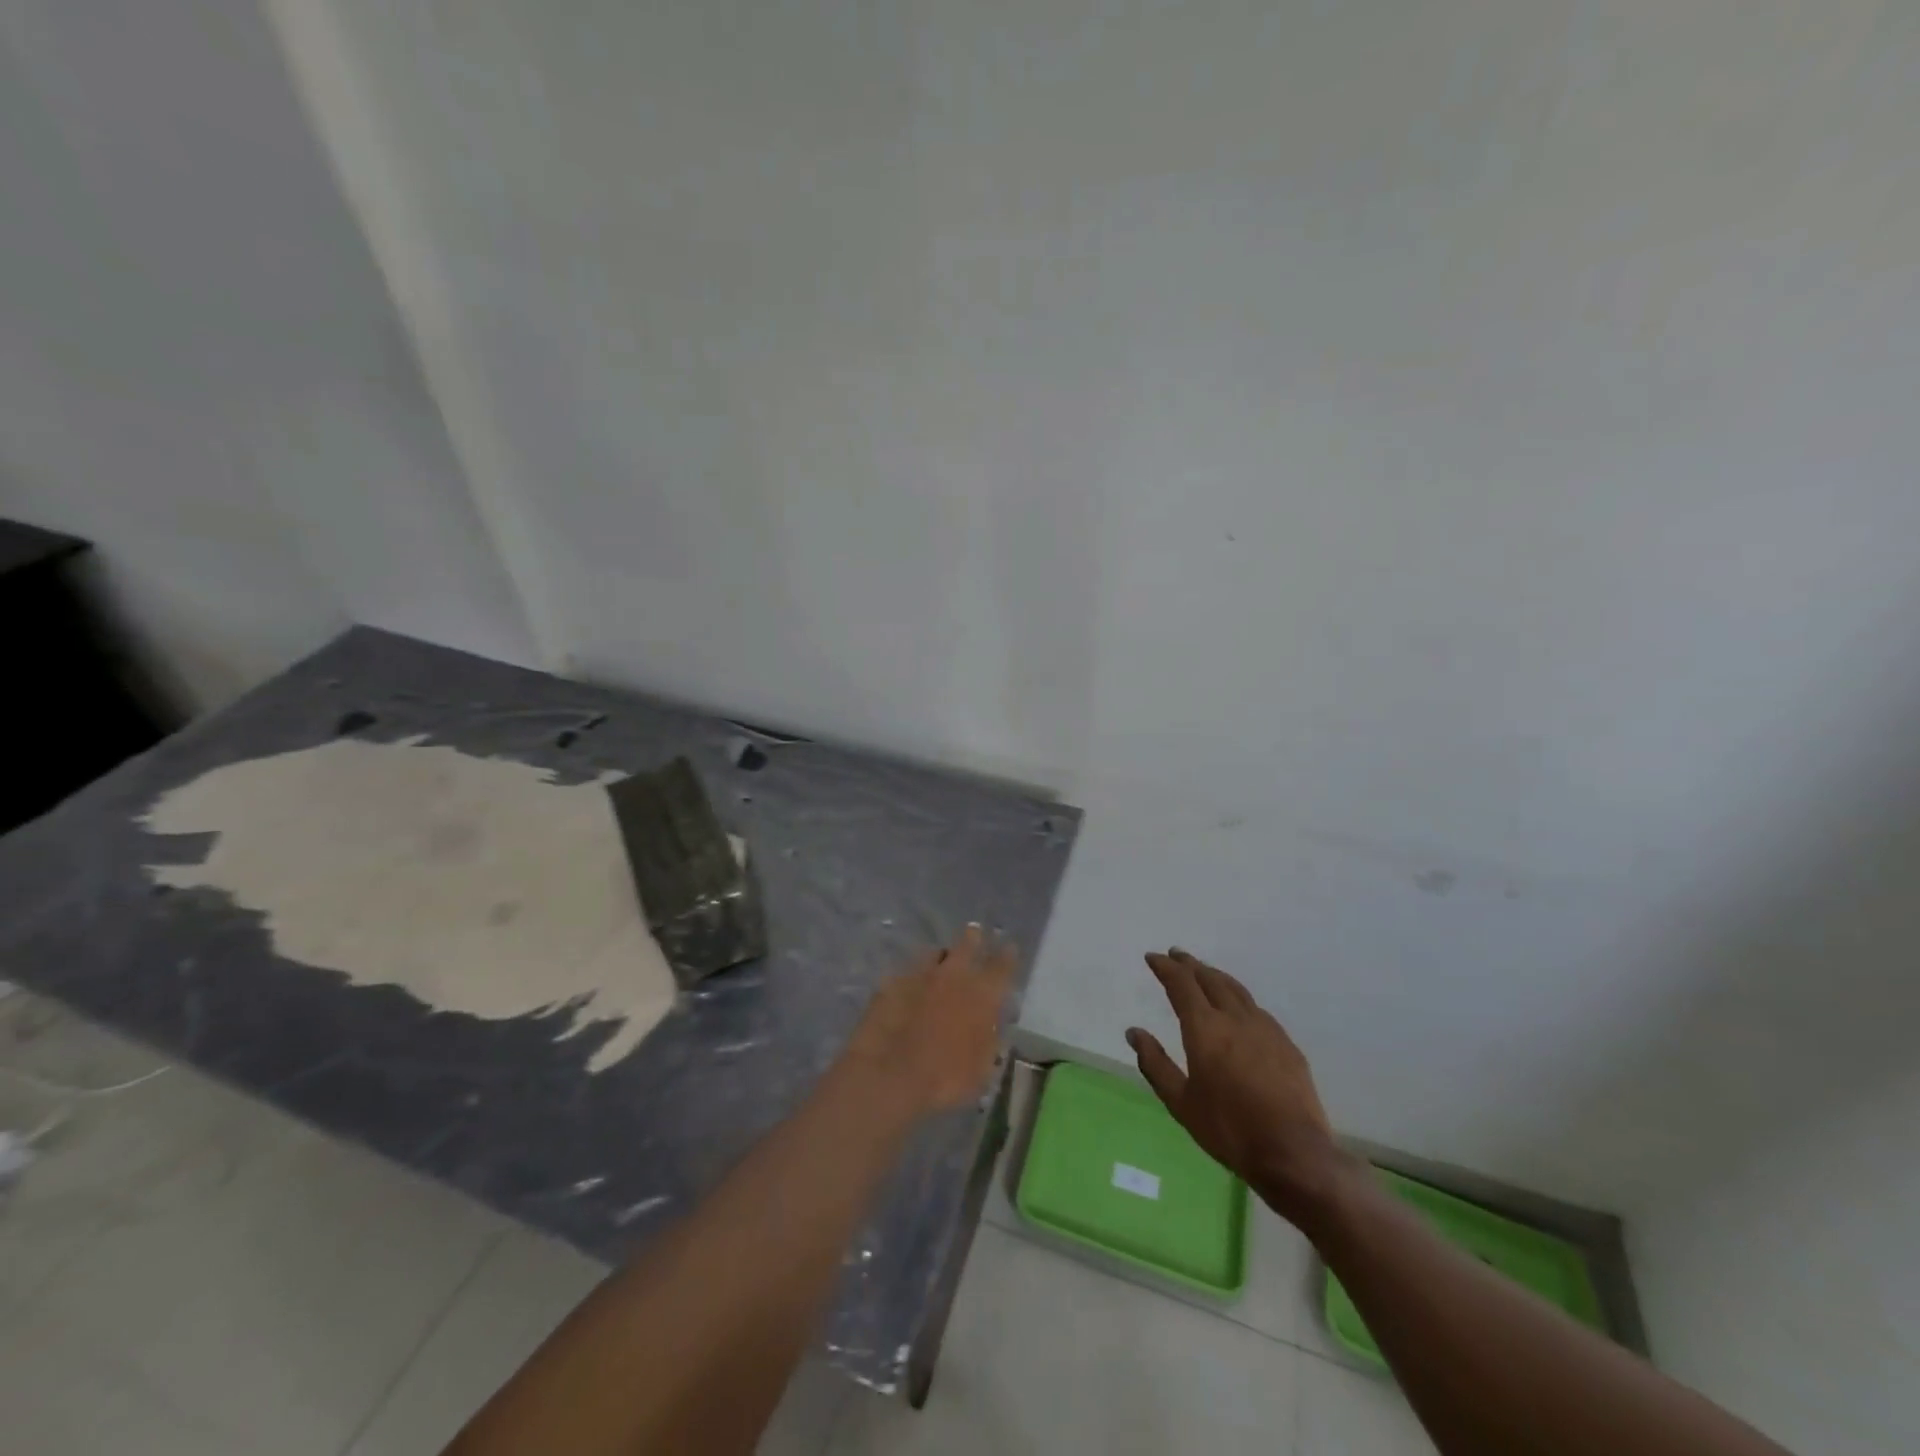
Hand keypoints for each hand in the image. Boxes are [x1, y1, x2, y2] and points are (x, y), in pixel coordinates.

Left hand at [841, 924, 1015, 1116]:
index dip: (1007, 955)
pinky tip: (909, 984)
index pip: (1002, 966)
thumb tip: (993, 1023)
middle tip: (974, 933)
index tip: (1009, 947)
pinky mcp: (892, 982)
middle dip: (973, 938)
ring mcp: (920, 974)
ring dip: (941, 956)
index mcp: (983, 994)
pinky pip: (907, 971)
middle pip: (967, 945)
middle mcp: (954, 975)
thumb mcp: (982, 1068)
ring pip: (935, 953)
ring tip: (941, 958)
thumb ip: (990, 1039)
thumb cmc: (946, 1079)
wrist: (890, 1074)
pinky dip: (913, 976)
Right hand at [1127, 949, 1344, 1220]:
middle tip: (1176, 955)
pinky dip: (1239, 998)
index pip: (1181, 984)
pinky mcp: (1287, 1044)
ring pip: (1236, 989)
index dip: (1165, 967)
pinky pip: (1257, 1009)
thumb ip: (1155, 1063)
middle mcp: (1235, 1018)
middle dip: (1190, 964)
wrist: (1293, 1154)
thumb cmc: (1229, 1129)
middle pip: (1210, 979)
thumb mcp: (1181, 1102)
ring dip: (1216, 976)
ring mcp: (1265, 1028)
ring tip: (1204, 971)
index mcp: (1205, 1028)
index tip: (1153, 957)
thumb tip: (1133, 1032)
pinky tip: (1239, 1008)